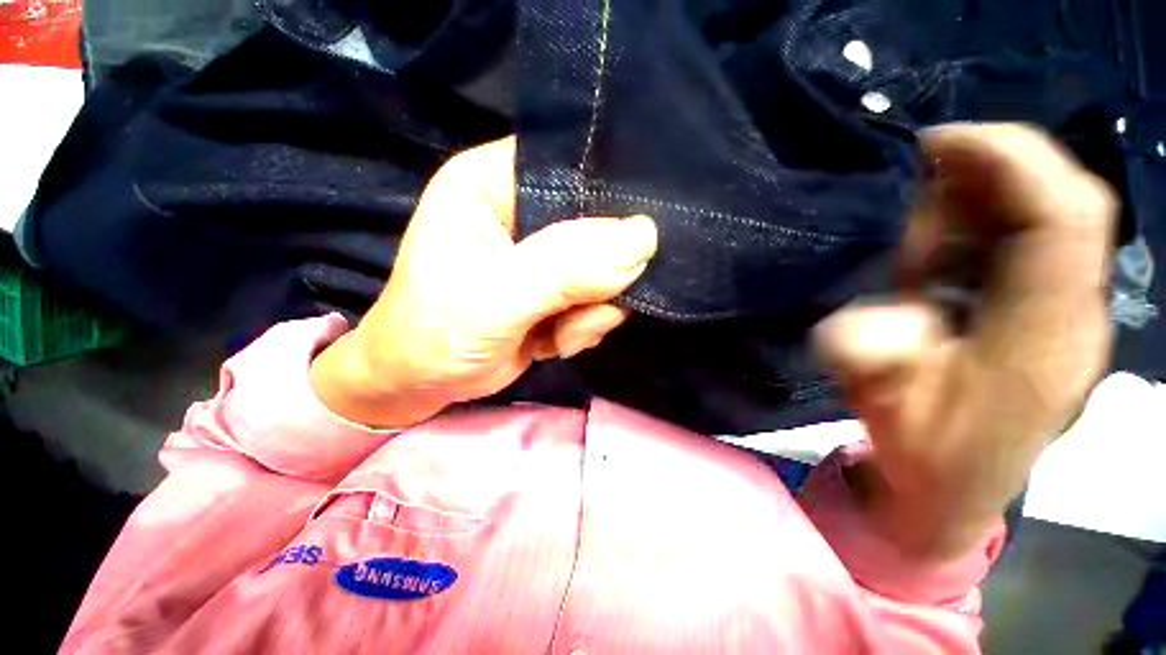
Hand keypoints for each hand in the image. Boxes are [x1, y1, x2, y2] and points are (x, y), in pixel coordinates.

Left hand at [310, 138, 657, 427]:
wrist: (423, 383)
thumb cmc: (434, 336)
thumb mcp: (493, 302)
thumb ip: (564, 270)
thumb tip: (643, 239)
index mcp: (495, 183)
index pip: (572, 166)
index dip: (610, 200)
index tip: (630, 247)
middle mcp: (524, 210)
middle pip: (601, 224)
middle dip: (600, 278)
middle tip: (578, 313)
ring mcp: (544, 253)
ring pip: (607, 268)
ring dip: (592, 311)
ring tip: (557, 333)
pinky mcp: (557, 287)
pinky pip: (600, 297)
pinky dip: (586, 326)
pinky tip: (556, 340)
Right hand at [815, 124, 1115, 558]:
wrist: (952, 491)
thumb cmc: (924, 453)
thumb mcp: (886, 409)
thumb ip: (873, 362)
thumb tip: (860, 322)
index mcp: (1043, 337)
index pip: (1063, 218)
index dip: (1011, 161)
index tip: (938, 142)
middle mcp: (1072, 314)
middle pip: (1068, 204)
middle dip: (996, 170)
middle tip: (919, 185)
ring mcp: (1066, 313)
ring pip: (1052, 218)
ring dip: (986, 200)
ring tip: (923, 227)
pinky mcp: (1049, 316)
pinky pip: (1034, 244)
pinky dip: (988, 225)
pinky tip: (942, 249)